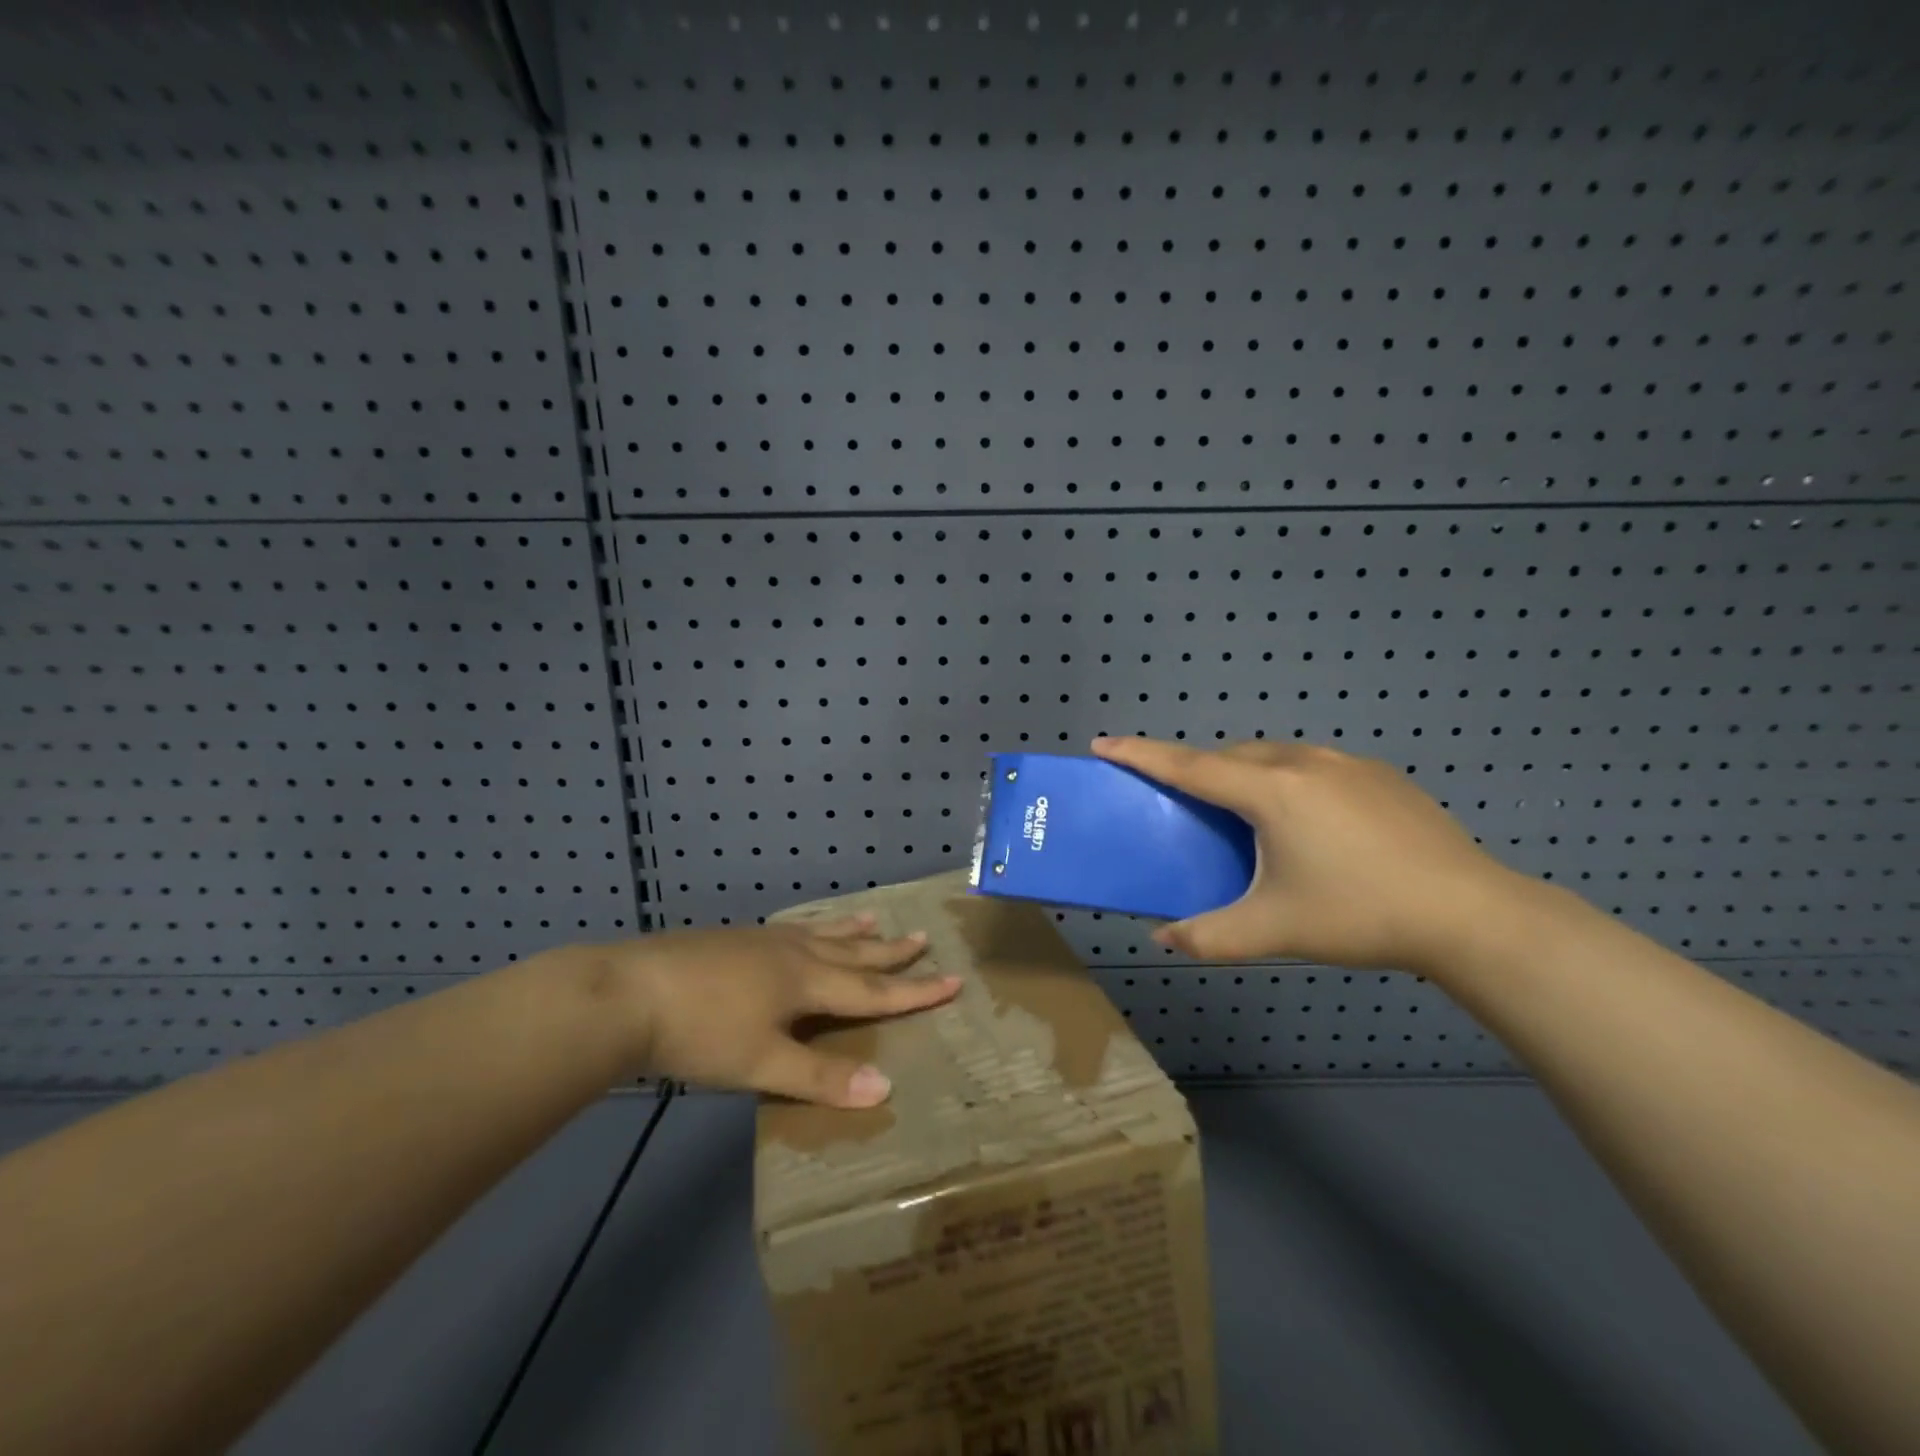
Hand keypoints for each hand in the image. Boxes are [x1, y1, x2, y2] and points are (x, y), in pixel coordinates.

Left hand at [608, 916, 959, 1106]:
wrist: (628, 992)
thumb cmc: (700, 1032)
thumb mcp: (761, 1063)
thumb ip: (821, 1076)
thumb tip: (886, 1089)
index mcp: (806, 981)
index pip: (873, 989)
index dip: (914, 989)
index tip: (953, 979)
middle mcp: (792, 953)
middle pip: (852, 952)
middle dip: (890, 951)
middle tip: (923, 935)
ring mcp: (761, 942)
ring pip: (820, 933)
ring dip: (852, 931)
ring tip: (873, 919)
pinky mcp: (733, 940)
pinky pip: (791, 930)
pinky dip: (813, 928)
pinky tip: (799, 931)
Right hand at [1091, 736, 1529, 973]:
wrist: (1470, 914)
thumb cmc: (1359, 914)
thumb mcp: (1273, 931)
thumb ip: (1208, 936)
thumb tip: (1163, 939)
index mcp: (1270, 792)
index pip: (1188, 765)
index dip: (1141, 754)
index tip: (1103, 742)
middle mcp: (1303, 763)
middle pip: (1230, 755)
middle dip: (1196, 768)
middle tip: (1181, 799)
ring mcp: (1347, 763)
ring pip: (1273, 756)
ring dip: (1244, 773)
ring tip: (1243, 814)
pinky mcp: (1379, 774)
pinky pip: (1311, 765)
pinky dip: (1286, 779)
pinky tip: (1306, 822)